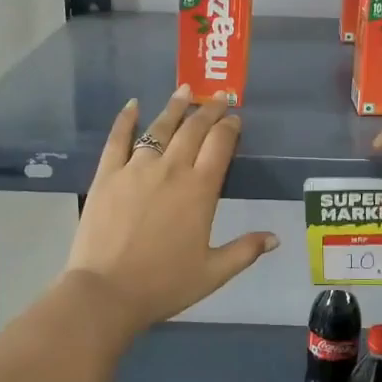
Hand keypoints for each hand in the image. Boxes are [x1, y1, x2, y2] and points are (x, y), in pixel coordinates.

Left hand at [62, 87, 278, 335]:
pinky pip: (118, 139)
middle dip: (208, 110)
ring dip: (175, 107)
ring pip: (159, 128)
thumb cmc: (164, 284)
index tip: (235, 118)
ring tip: (185, 90)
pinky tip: (133, 105)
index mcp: (200, 190)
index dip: (230, 128)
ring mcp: (136, 168)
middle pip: (193, 129)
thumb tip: (275, 238)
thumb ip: (245, 251)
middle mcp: (171, 169)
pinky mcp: (107, 174)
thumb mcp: (213, 273)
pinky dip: (126, 119)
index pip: (220, 145)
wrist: (106, 292)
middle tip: (218, 98)